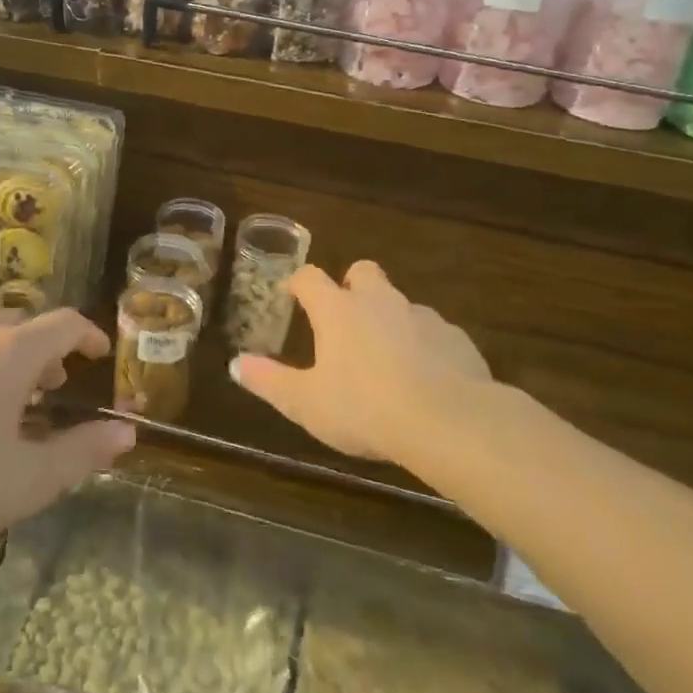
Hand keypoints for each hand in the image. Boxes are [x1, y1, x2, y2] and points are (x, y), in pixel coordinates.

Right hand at [230, 261, 495, 473]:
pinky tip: (424, 379)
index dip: (299, 283)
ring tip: (386, 359)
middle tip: (344, 318)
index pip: (310, 278)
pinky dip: (424, 347)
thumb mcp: (305, 403)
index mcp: (338, 310)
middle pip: (363, 271)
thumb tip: (236, 364)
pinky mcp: (456, 338)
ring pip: (400, 304)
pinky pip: (434, 333)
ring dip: (390, 320)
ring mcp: (422, 316)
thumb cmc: (364, 408)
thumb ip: (269, 381)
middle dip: (352, 285)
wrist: (448, 421)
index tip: (293, 295)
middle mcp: (379, 302)